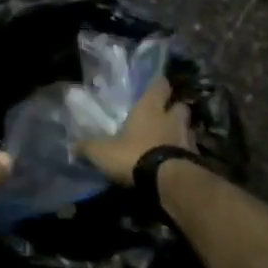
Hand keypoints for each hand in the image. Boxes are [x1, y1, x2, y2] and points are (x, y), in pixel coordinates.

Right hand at [76, 76, 193, 185]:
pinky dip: (184, 153)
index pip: (160, 86)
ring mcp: (187, 139)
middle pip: (180, 106)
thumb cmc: (134, 155)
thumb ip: (88, 148)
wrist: (169, 182)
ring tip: (169, 140)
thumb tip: (72, 147)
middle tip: (163, 115)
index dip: (158, 85)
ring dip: (180, 132)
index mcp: (149, 109)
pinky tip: (174, 161)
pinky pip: (191, 151)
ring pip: (188, 128)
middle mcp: (171, 119)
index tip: (155, 85)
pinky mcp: (196, 159)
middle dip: (173, 109)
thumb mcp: (102, 152)